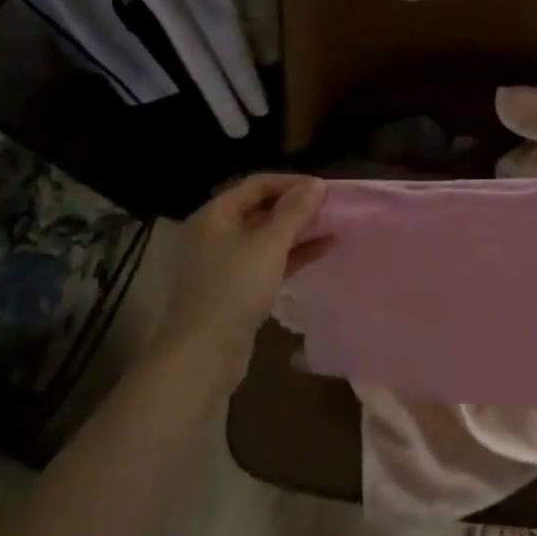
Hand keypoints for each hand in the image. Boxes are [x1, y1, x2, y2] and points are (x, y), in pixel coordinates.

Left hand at [156, 174, 328, 365]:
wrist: (203, 352)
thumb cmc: (235, 288)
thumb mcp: (269, 244)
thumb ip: (295, 211)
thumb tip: (316, 183)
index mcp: (215, 214)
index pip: (257, 184)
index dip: (292, 183)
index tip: (324, 189)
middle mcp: (216, 233)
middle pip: (261, 209)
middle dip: (297, 207)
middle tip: (331, 208)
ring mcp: (224, 262)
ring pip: (266, 237)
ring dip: (298, 231)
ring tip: (333, 227)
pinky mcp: (235, 287)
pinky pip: (267, 260)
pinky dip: (292, 254)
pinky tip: (321, 251)